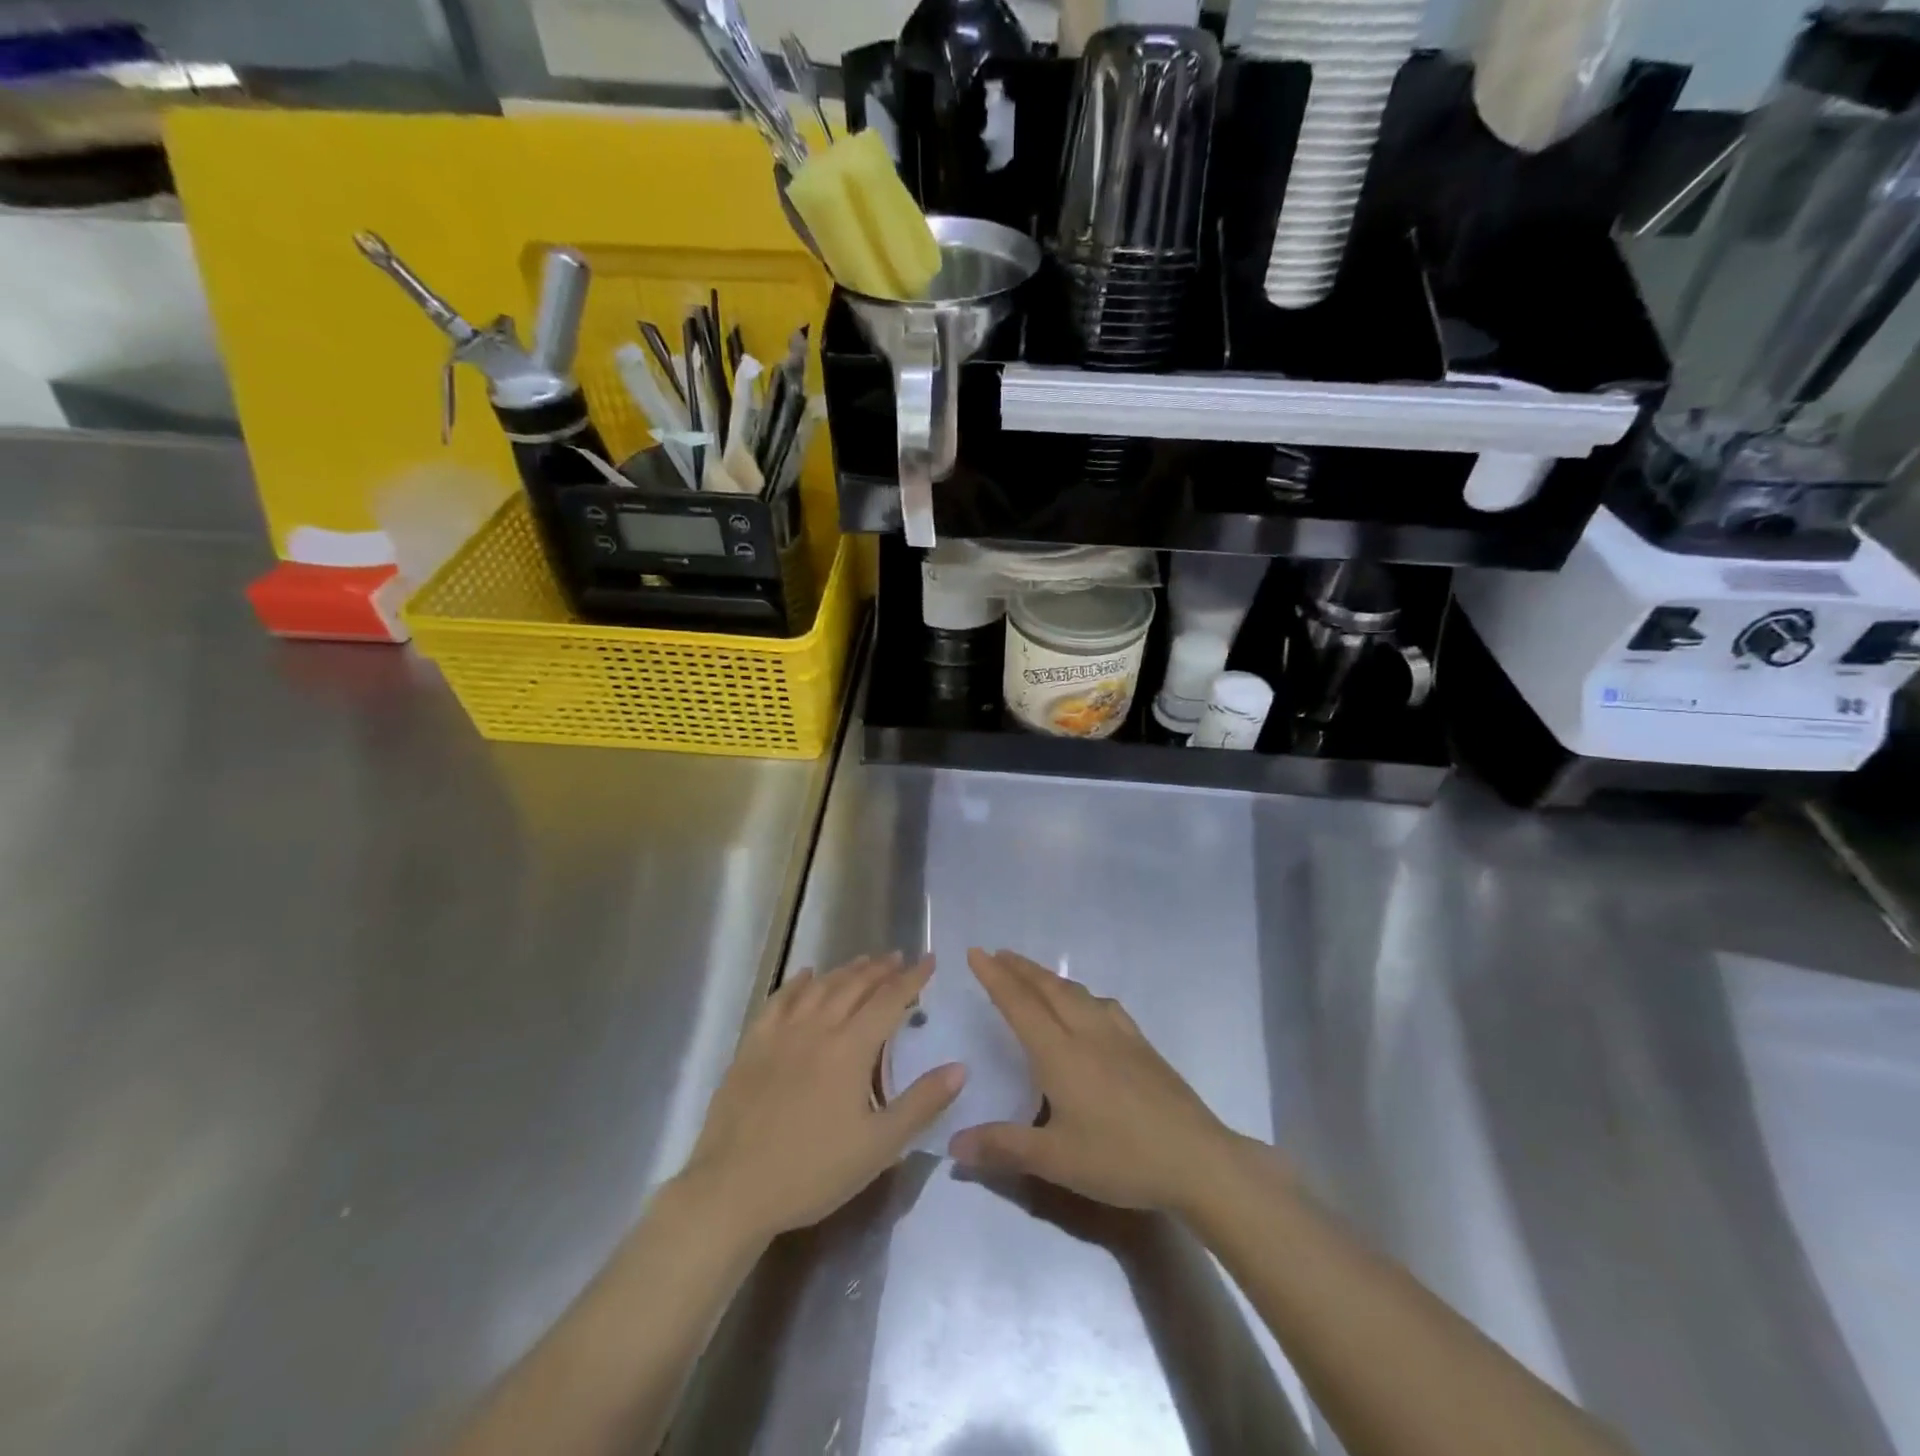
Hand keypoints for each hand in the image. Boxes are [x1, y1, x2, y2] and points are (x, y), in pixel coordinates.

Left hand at [679, 953, 964, 1242]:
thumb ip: (921, 1103)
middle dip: (880, 969)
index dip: (912, 978)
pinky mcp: (752, 1045)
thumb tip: (960, 1067)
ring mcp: (781, 1033)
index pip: (889, 1000)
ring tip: (863, 962)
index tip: (929, 960)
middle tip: (898, 957)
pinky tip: (806, 976)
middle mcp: (818, 1028)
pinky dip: (797, 983)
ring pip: (820, 987)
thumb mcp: (879, 1147)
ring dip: (845, 971)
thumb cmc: (812, 1171)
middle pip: (854, 986)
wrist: (733, 1190)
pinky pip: (779, 1000)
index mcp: (850, 1048)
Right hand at [948, 949, 1262, 1215]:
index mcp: (1060, 1053)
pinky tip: (1088, 1005)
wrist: (1197, 1159)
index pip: (1019, 1004)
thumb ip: (1003, 1148)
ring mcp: (1119, 1035)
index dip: (995, 977)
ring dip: (1048, 977)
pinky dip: (1081, 994)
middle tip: (997, 954)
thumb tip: (954, 1145)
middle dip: (1020, 968)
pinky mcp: (1142, 1045)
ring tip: (1033, 974)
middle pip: (1047, 988)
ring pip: (1076, 992)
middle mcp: (1087, 1032)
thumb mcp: (1056, 1161)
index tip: (976, 952)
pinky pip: (1102, 1004)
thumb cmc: (1121, 1159)